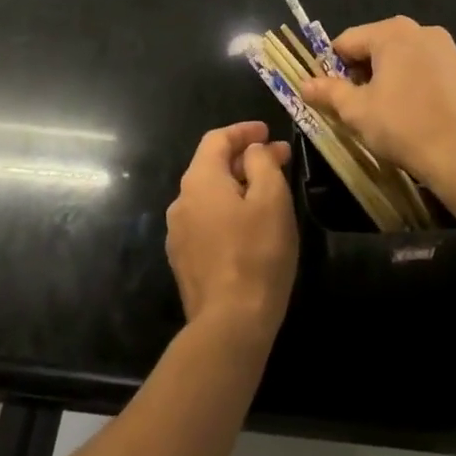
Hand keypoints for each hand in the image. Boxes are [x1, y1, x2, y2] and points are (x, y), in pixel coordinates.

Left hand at [165, 122, 297, 351]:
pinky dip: (226, 211)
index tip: (268, 131)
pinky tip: (248, 226)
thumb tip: (253, 150)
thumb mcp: (271, 199)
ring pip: (208, 195)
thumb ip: (262, 163)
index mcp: (199, 180)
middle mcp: (181, 200)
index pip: (217, 139)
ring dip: (236, 185)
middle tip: (277, 160)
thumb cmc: (257, 253)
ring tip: (266, 192)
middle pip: (210, 165)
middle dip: (244, 158)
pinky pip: (206, 221)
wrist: (230, 324)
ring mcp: (178, 233)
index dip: (243, 131)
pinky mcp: (184, 260)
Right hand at [300, 17, 455, 193]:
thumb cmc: (402, 126)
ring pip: (402, 57)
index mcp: (391, 32)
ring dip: (388, 76)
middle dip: (362, 71)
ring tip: (385, 110)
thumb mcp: (356, 111)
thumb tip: (304, 84)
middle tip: (357, 105)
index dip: (332, 67)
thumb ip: (328, 92)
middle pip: (376, 45)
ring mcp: (447, 48)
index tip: (330, 94)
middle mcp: (421, 30)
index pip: (347, 42)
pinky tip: (413, 111)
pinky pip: (426, 68)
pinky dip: (413, 82)